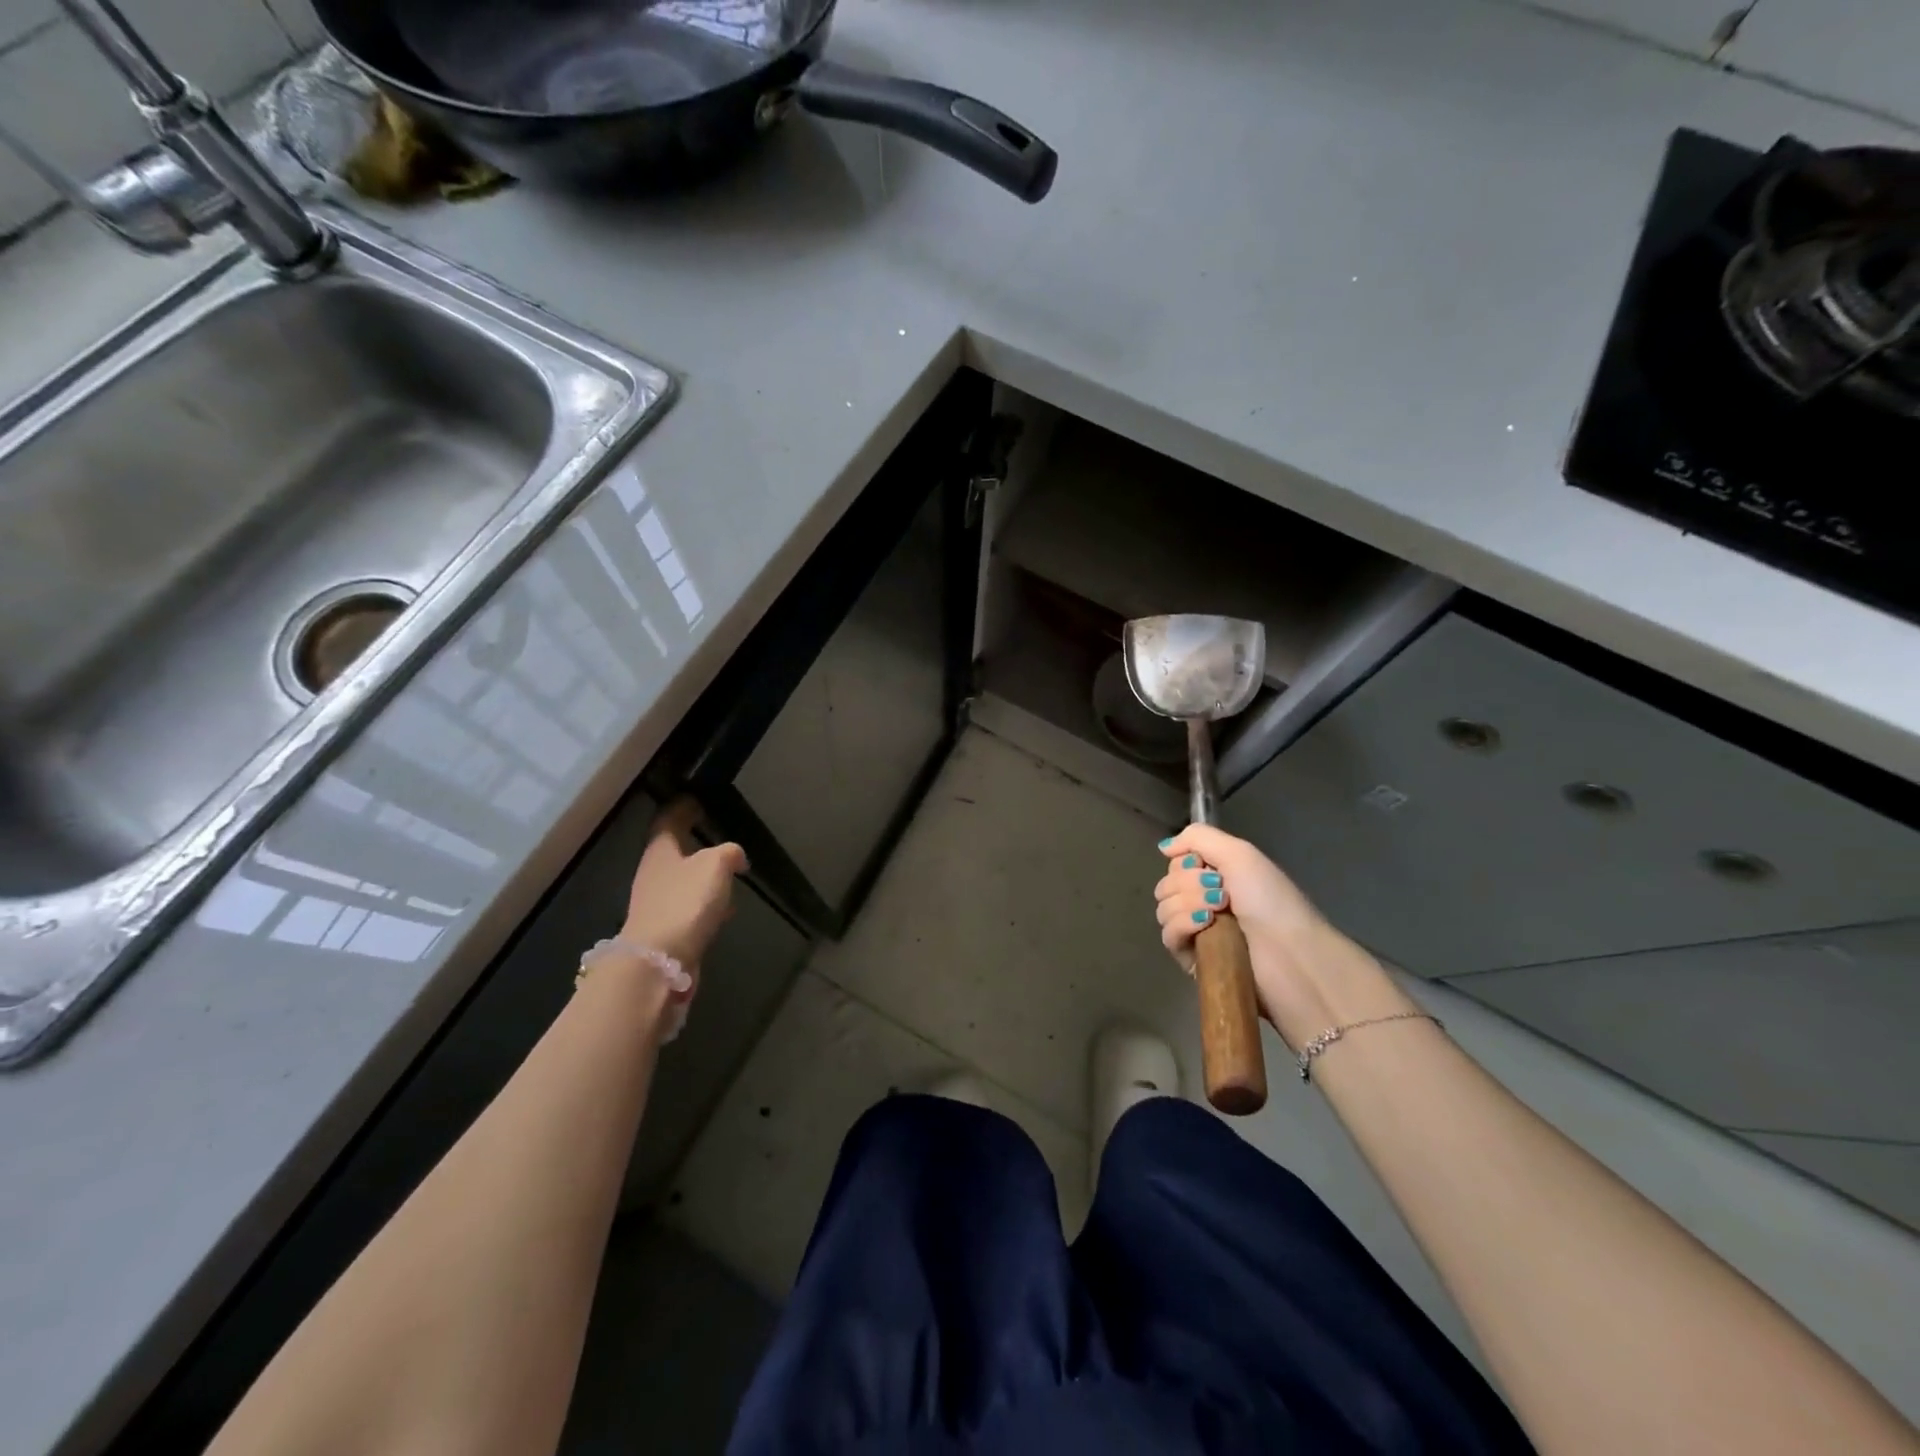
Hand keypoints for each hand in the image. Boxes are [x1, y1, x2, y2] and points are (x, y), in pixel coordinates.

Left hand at [620, 799, 747, 986]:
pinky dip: (706, 903)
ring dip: (702, 876)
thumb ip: (729, 852)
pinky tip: (723, 908)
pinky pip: (689, 907)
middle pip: (673, 851)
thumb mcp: (715, 865)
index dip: (681, 808)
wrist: (660, 961)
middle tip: (716, 836)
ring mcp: (657, 904)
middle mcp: (654, 874)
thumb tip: (736, 855)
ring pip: (683, 880)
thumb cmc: (685, 902)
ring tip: (728, 873)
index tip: (695, 800)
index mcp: (661, 851)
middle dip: (693, 843)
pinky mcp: (666, 930)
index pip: (668, 820)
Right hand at [1155, 825, 1414, 1046]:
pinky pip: (1168, 935)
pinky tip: (1205, 925)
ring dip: (1188, 904)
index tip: (1204, 866)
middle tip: (1221, 893)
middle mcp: (1205, 901)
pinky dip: (1182, 925)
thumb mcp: (1239, 853)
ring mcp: (1198, 932)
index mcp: (1218, 877)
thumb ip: (1197, 837)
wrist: (1289, 953)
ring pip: (1164, 908)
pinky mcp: (1192, 959)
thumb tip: (1164, 848)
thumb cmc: (1269, 900)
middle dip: (1188, 883)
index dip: (1184, 862)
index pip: (1176, 864)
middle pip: (1167, 884)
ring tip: (1216, 912)